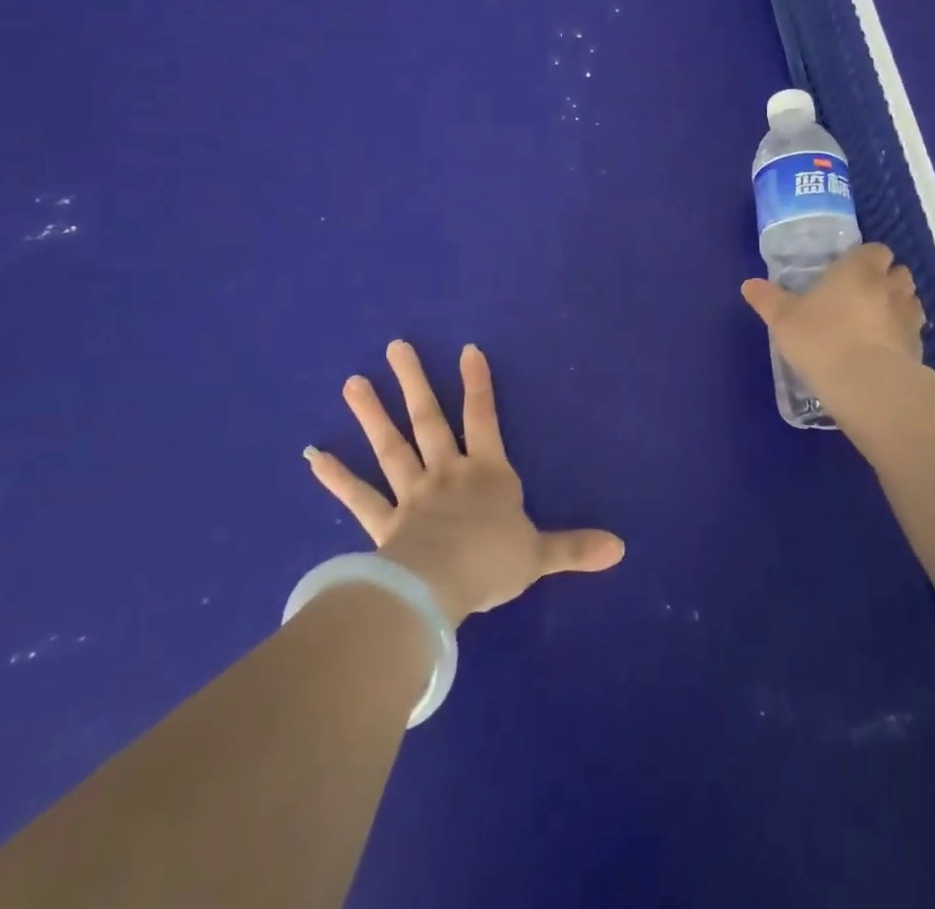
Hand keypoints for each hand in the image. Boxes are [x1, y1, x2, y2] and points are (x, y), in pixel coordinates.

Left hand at [306, 340, 624, 627]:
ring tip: (353, 382)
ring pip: (391, 447)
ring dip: (372, 414)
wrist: (440, 589)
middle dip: (415, 382)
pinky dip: (336, 477)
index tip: (467, 349)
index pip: (484, 419)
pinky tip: (314, 456)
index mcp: (487, 474)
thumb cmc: (492, 563)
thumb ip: (574, 547)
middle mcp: (447, 474)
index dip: (478, 383)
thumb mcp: (539, 555)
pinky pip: (358, 497)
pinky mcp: (383, 522)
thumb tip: (621, 548)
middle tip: (396, 346)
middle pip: (429, 420)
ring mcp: (411, 495)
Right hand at [740, 243, 925, 398]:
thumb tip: (749, 284)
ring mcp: (909, 317)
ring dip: (897, 306)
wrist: (866, 384)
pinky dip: (901, 336)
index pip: (875, 250)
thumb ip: (767, 299)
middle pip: (899, 272)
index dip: (866, 258)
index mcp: (859, 270)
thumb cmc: (821, 339)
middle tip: (861, 296)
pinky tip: (883, 352)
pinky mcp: (918, 347)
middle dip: (886, 279)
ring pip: (910, 301)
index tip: (849, 272)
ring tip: (874, 323)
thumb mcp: (783, 319)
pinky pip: (912, 333)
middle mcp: (889, 286)